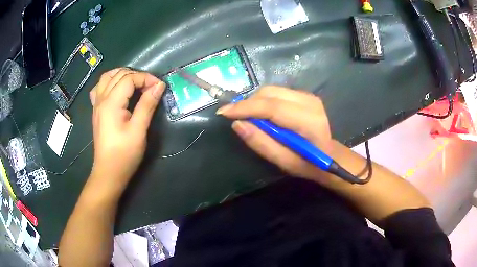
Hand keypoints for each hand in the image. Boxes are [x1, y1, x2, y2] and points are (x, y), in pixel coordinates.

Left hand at [89, 68, 164, 193]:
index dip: (145, 78)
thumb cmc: (124, 154)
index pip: (129, 79)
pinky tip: (117, 89)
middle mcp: (101, 99)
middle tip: (150, 86)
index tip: (159, 87)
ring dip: (122, 74)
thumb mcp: (138, 130)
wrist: (108, 172)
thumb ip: (147, 105)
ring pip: (107, 78)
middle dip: (137, 75)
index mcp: (111, 103)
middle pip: (118, 75)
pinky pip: (100, 88)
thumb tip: (158, 85)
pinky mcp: (97, 111)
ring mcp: (97, 105)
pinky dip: (110, 82)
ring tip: (135, 82)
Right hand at [217, 86, 335, 183]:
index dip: (245, 108)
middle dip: (248, 104)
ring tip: (250, 119)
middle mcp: (309, 102)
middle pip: (269, 93)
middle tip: (237, 119)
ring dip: (255, 102)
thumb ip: (261, 143)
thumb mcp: (283, 161)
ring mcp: (308, 96)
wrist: (329, 155)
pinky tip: (264, 116)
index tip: (223, 112)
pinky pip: (276, 93)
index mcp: (308, 121)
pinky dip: (264, 102)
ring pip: (271, 90)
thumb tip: (237, 124)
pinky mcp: (304, 95)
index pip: (271, 107)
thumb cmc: (308, 163)